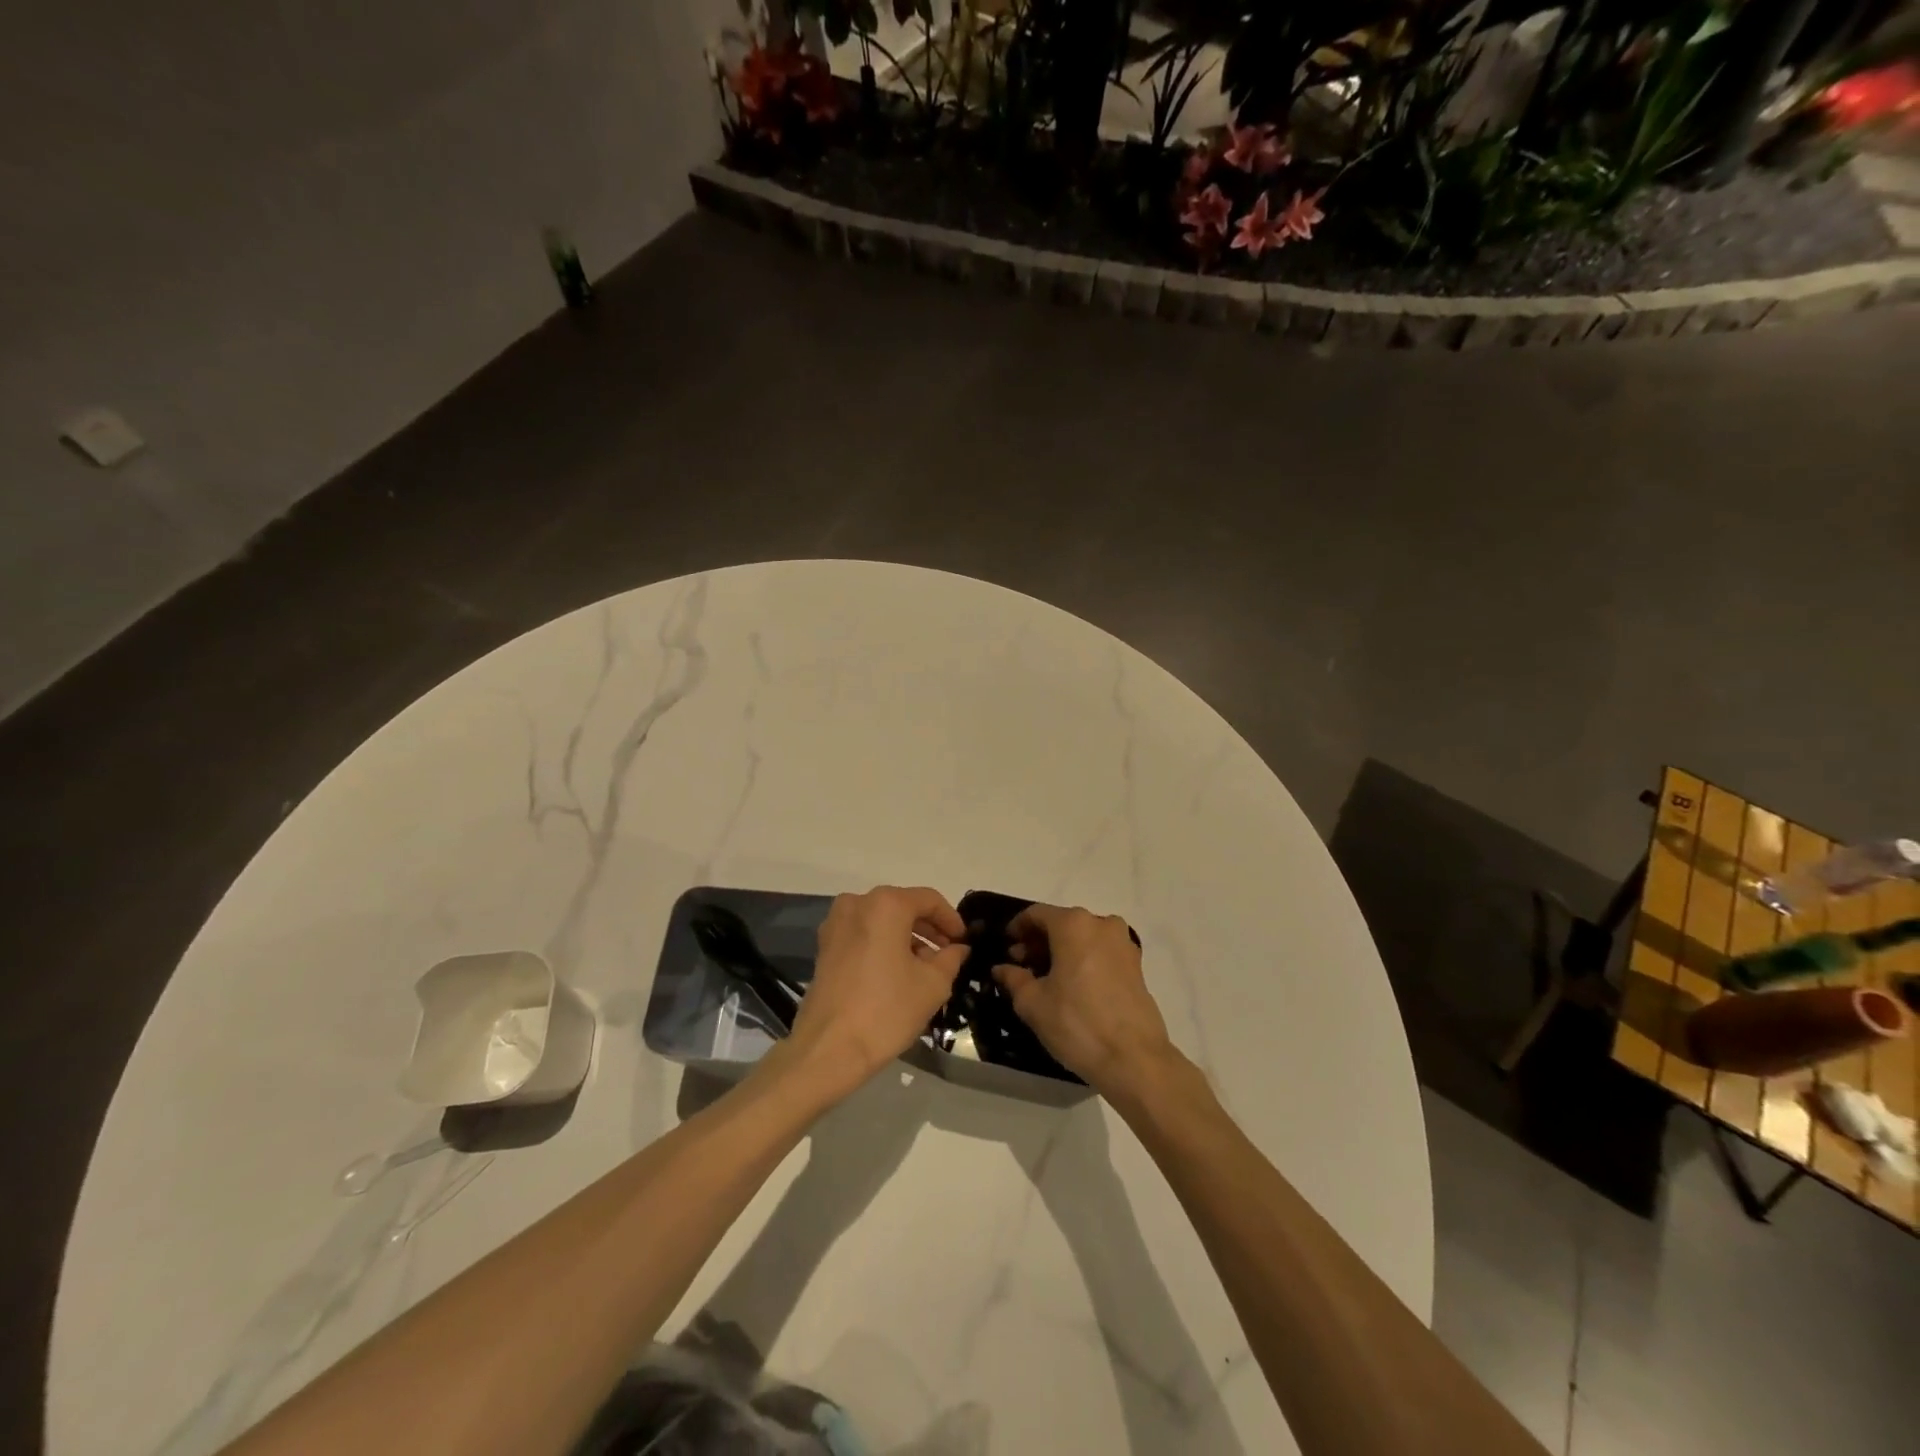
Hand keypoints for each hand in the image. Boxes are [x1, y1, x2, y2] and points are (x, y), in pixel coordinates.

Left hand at [784, 886, 967, 1100]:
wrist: (828, 1049)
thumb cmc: (887, 1010)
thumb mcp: (933, 985)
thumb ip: (951, 958)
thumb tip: (957, 948)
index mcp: (886, 904)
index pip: (929, 899)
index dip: (951, 919)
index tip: (964, 941)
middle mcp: (857, 903)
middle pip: (903, 906)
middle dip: (928, 928)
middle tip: (948, 953)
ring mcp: (836, 924)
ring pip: (881, 921)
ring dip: (906, 937)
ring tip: (925, 966)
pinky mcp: (824, 946)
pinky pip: (863, 934)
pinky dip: (883, 944)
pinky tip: (897, 972)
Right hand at [992, 904, 1176, 1095]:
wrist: (1134, 1059)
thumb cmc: (1077, 1023)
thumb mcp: (1033, 1003)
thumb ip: (1013, 979)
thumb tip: (1002, 968)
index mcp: (1074, 924)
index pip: (1036, 914)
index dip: (1017, 928)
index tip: (1006, 947)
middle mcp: (1101, 924)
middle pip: (1062, 923)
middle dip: (1039, 942)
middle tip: (1021, 967)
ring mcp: (1123, 944)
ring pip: (1083, 938)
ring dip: (1061, 951)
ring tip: (1046, 980)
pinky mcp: (1137, 966)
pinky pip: (1101, 952)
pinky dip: (1083, 960)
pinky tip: (1072, 988)